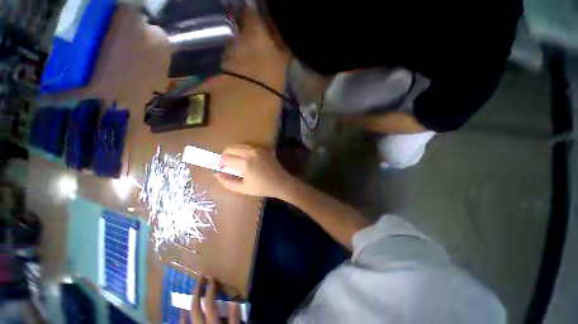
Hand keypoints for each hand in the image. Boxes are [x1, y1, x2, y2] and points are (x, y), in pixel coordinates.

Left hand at [181, 276, 239, 323]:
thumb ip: (234, 317)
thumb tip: (235, 300)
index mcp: (212, 321)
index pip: (209, 303)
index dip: (210, 290)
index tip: (212, 278)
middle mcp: (200, 323)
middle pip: (196, 306)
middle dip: (198, 290)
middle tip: (201, 276)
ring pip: (189, 313)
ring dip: (190, 300)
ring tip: (193, 288)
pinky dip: (182, 317)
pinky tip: (182, 311)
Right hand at [216, 144, 292, 198]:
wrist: (281, 182)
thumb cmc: (262, 188)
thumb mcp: (243, 189)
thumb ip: (227, 182)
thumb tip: (216, 173)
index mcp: (245, 163)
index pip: (225, 158)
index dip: (220, 163)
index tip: (222, 169)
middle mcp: (250, 152)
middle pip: (230, 148)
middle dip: (225, 155)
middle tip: (227, 164)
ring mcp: (258, 149)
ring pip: (239, 145)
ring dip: (233, 151)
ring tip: (235, 161)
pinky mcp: (263, 148)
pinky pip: (248, 145)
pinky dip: (242, 150)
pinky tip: (245, 158)